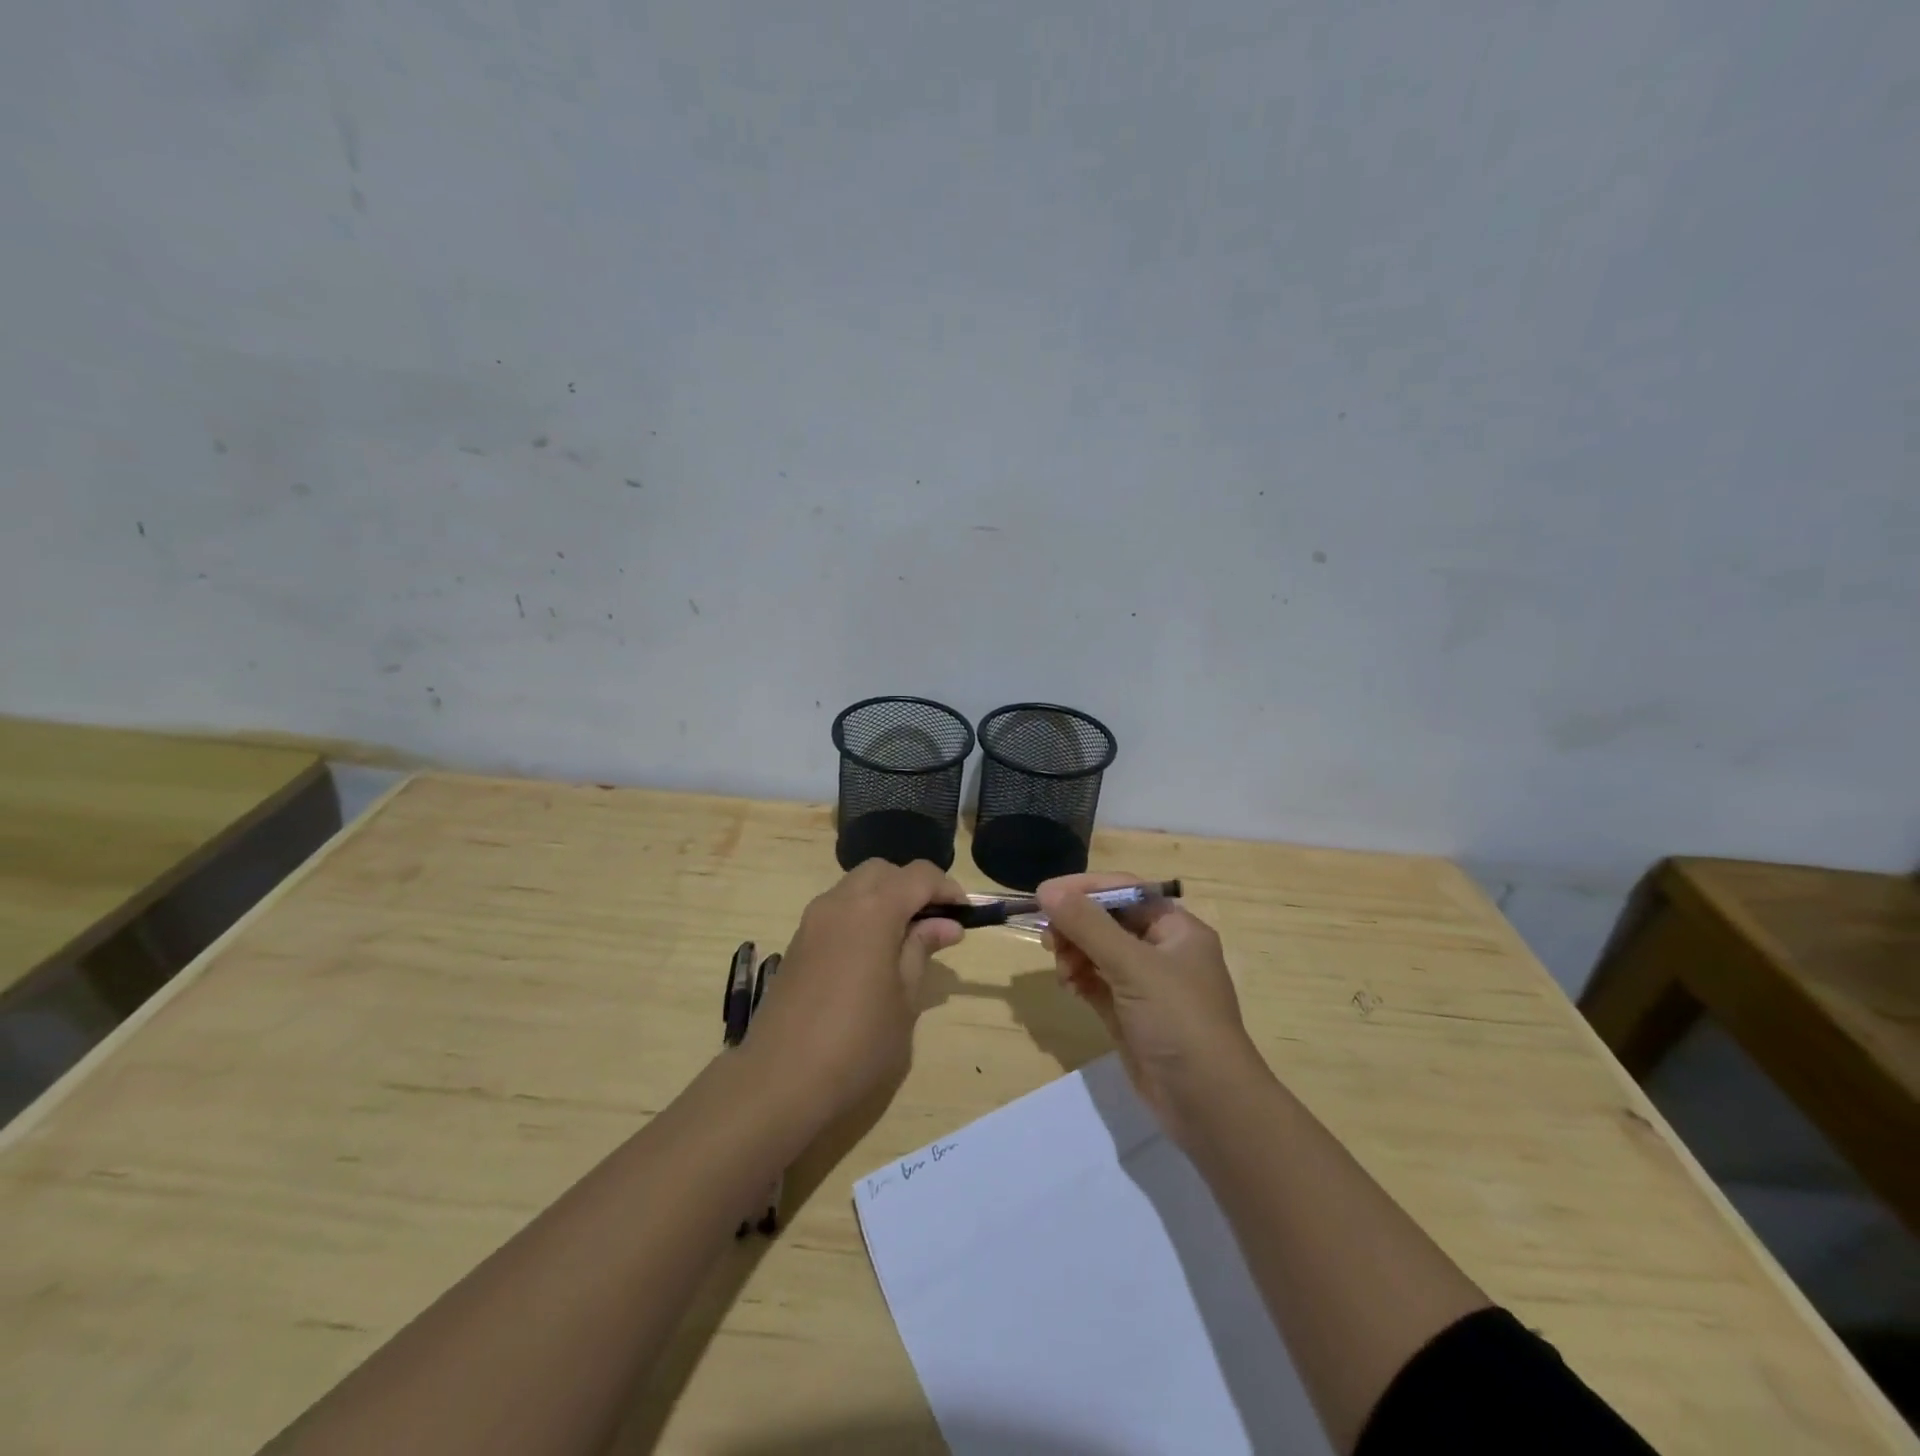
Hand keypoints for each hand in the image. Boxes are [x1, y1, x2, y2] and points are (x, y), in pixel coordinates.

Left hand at [745, 859, 966, 1124]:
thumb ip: (922, 950)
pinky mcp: (798, 942)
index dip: (946, 888)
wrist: (779, 1080)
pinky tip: (873, 953)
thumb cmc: (857, 1042)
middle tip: (936, 923)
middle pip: (883, 872)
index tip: (965, 914)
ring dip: (885, 898)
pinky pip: (837, 909)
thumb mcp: (905, 999)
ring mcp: (813, 920)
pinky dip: (861, 915)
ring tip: (907, 940)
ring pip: (856, 886)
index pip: (918, 875)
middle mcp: (839, 902)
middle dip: (913, 886)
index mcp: (873, 910)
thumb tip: (945, 924)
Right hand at [1038, 873, 1265, 1143]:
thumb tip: (1048, 891)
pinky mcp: (1130, 1015)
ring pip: (1099, 952)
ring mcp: (1147, 985)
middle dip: (1077, 926)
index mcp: (1177, 929)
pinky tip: (1069, 987)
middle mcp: (1163, 951)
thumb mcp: (1133, 966)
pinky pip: (1097, 982)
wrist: (1208, 1105)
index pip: (1124, 892)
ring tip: (1062, 971)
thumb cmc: (1178, 1021)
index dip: (1084, 889)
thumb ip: (1088, 926)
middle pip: (1108, 921)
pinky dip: (1080, 979)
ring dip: (1075, 954)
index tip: (1045, 896)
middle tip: (1049, 940)